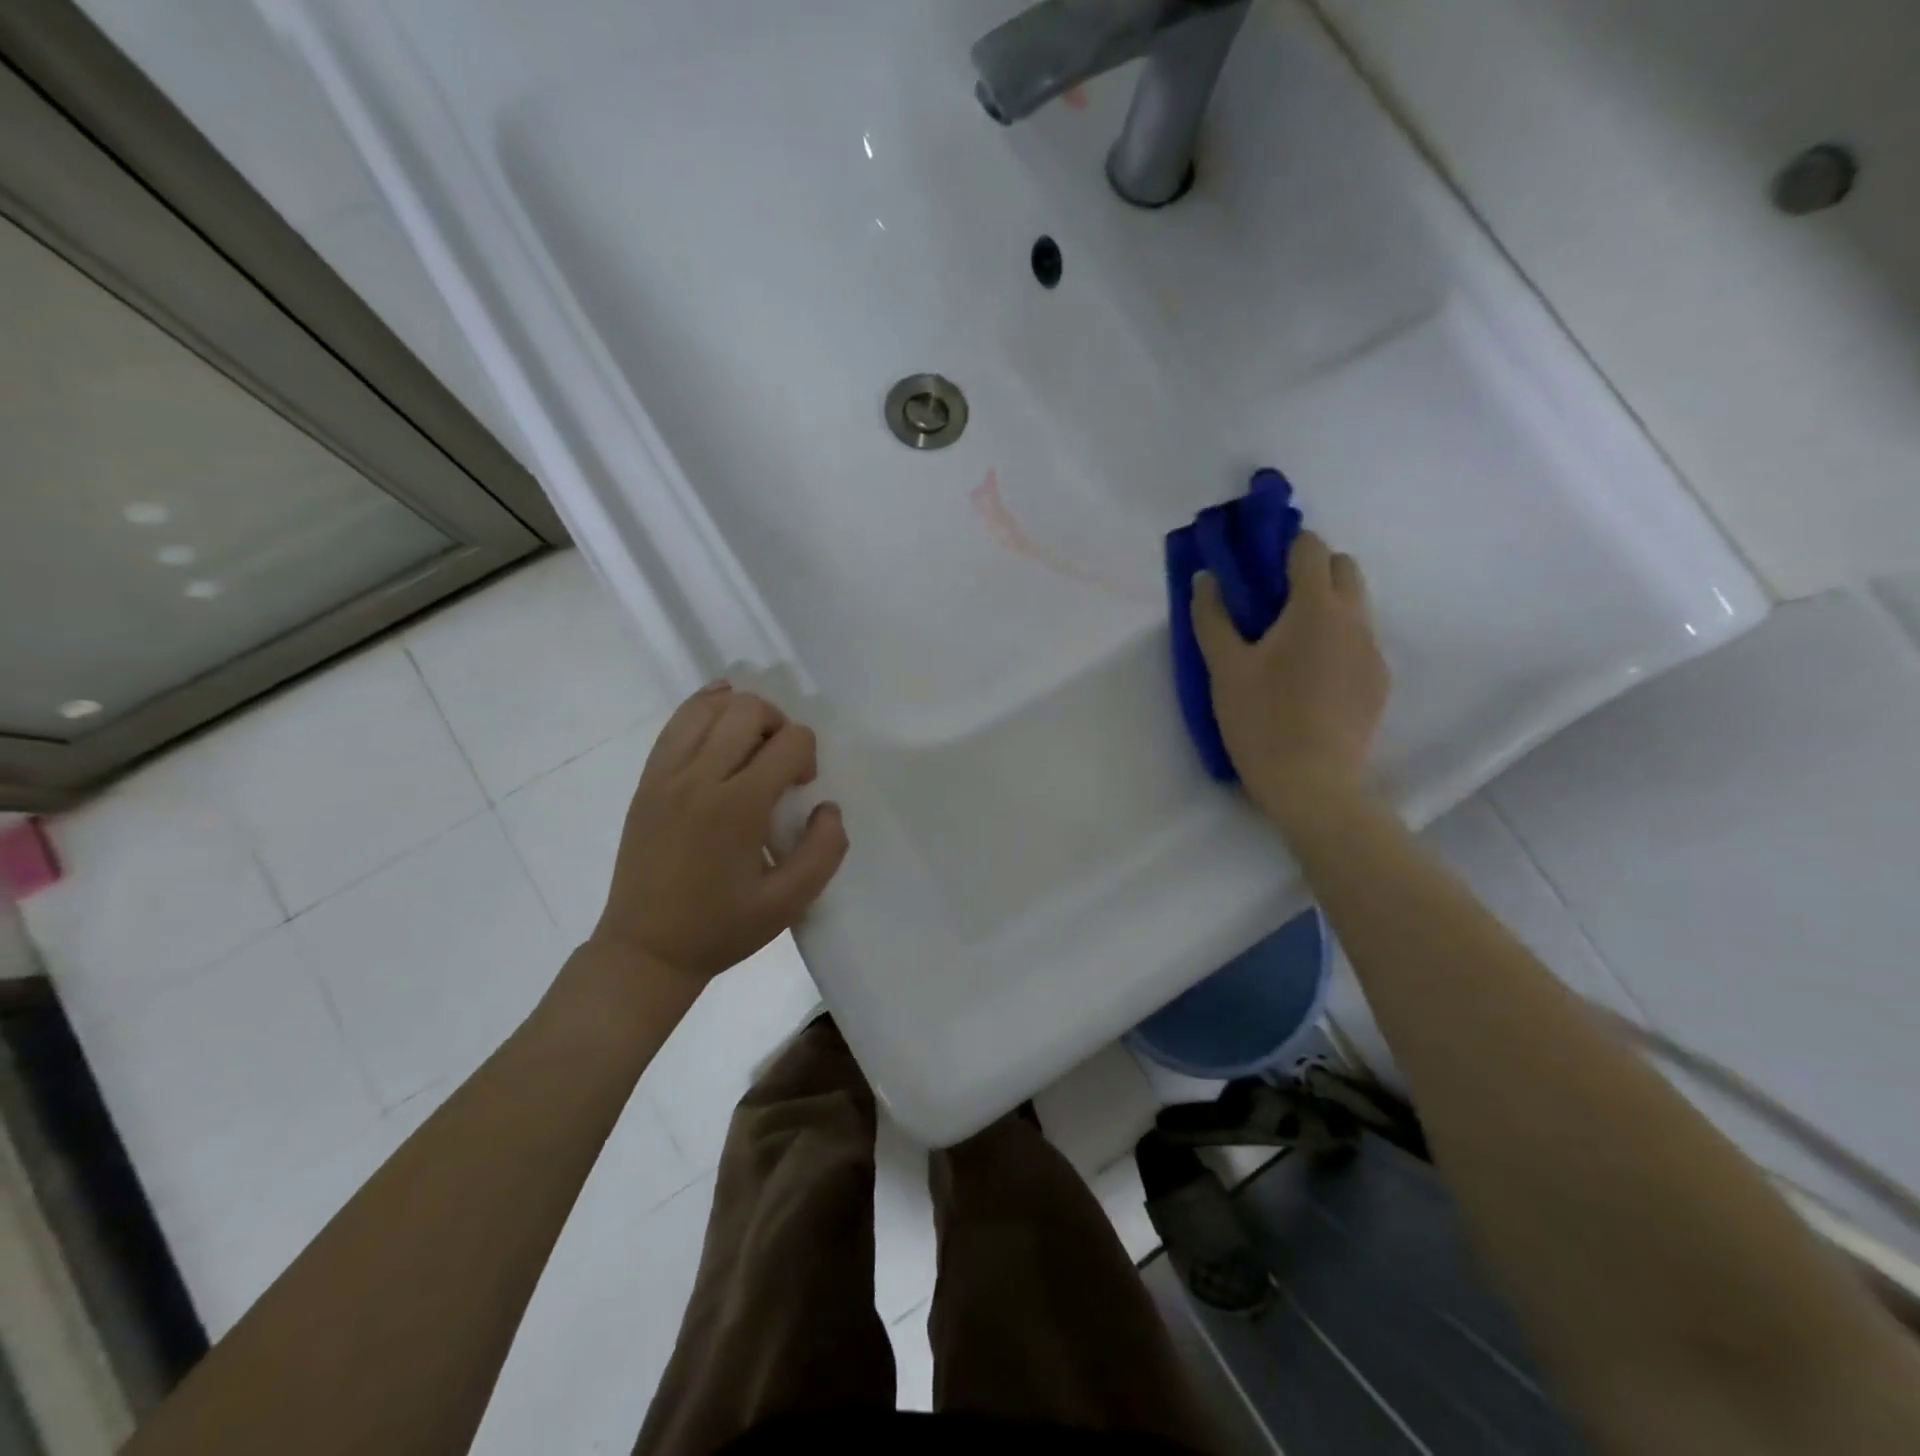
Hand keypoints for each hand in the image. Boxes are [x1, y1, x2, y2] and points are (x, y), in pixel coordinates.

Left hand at [589, 684, 848, 988]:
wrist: (645, 949)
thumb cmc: (721, 928)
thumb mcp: (788, 904)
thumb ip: (824, 851)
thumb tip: (827, 806)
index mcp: (738, 807)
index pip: (789, 742)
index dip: (807, 756)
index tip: (800, 789)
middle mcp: (699, 778)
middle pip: (749, 710)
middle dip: (779, 726)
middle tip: (780, 765)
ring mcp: (666, 775)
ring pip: (710, 706)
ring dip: (742, 714)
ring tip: (751, 747)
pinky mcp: (647, 780)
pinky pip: (676, 722)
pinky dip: (704, 709)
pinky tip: (721, 722)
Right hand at [1191, 530, 1389, 825]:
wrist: (1313, 784)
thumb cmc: (1261, 720)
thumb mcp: (1224, 669)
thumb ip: (1212, 617)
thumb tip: (1206, 578)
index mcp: (1315, 608)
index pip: (1311, 548)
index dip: (1285, 546)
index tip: (1259, 563)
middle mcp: (1354, 619)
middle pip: (1344, 568)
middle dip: (1312, 569)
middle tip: (1273, 602)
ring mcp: (1372, 652)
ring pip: (1355, 606)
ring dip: (1326, 606)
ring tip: (1289, 644)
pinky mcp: (1378, 682)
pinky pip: (1359, 642)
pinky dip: (1336, 641)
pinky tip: (1309, 679)